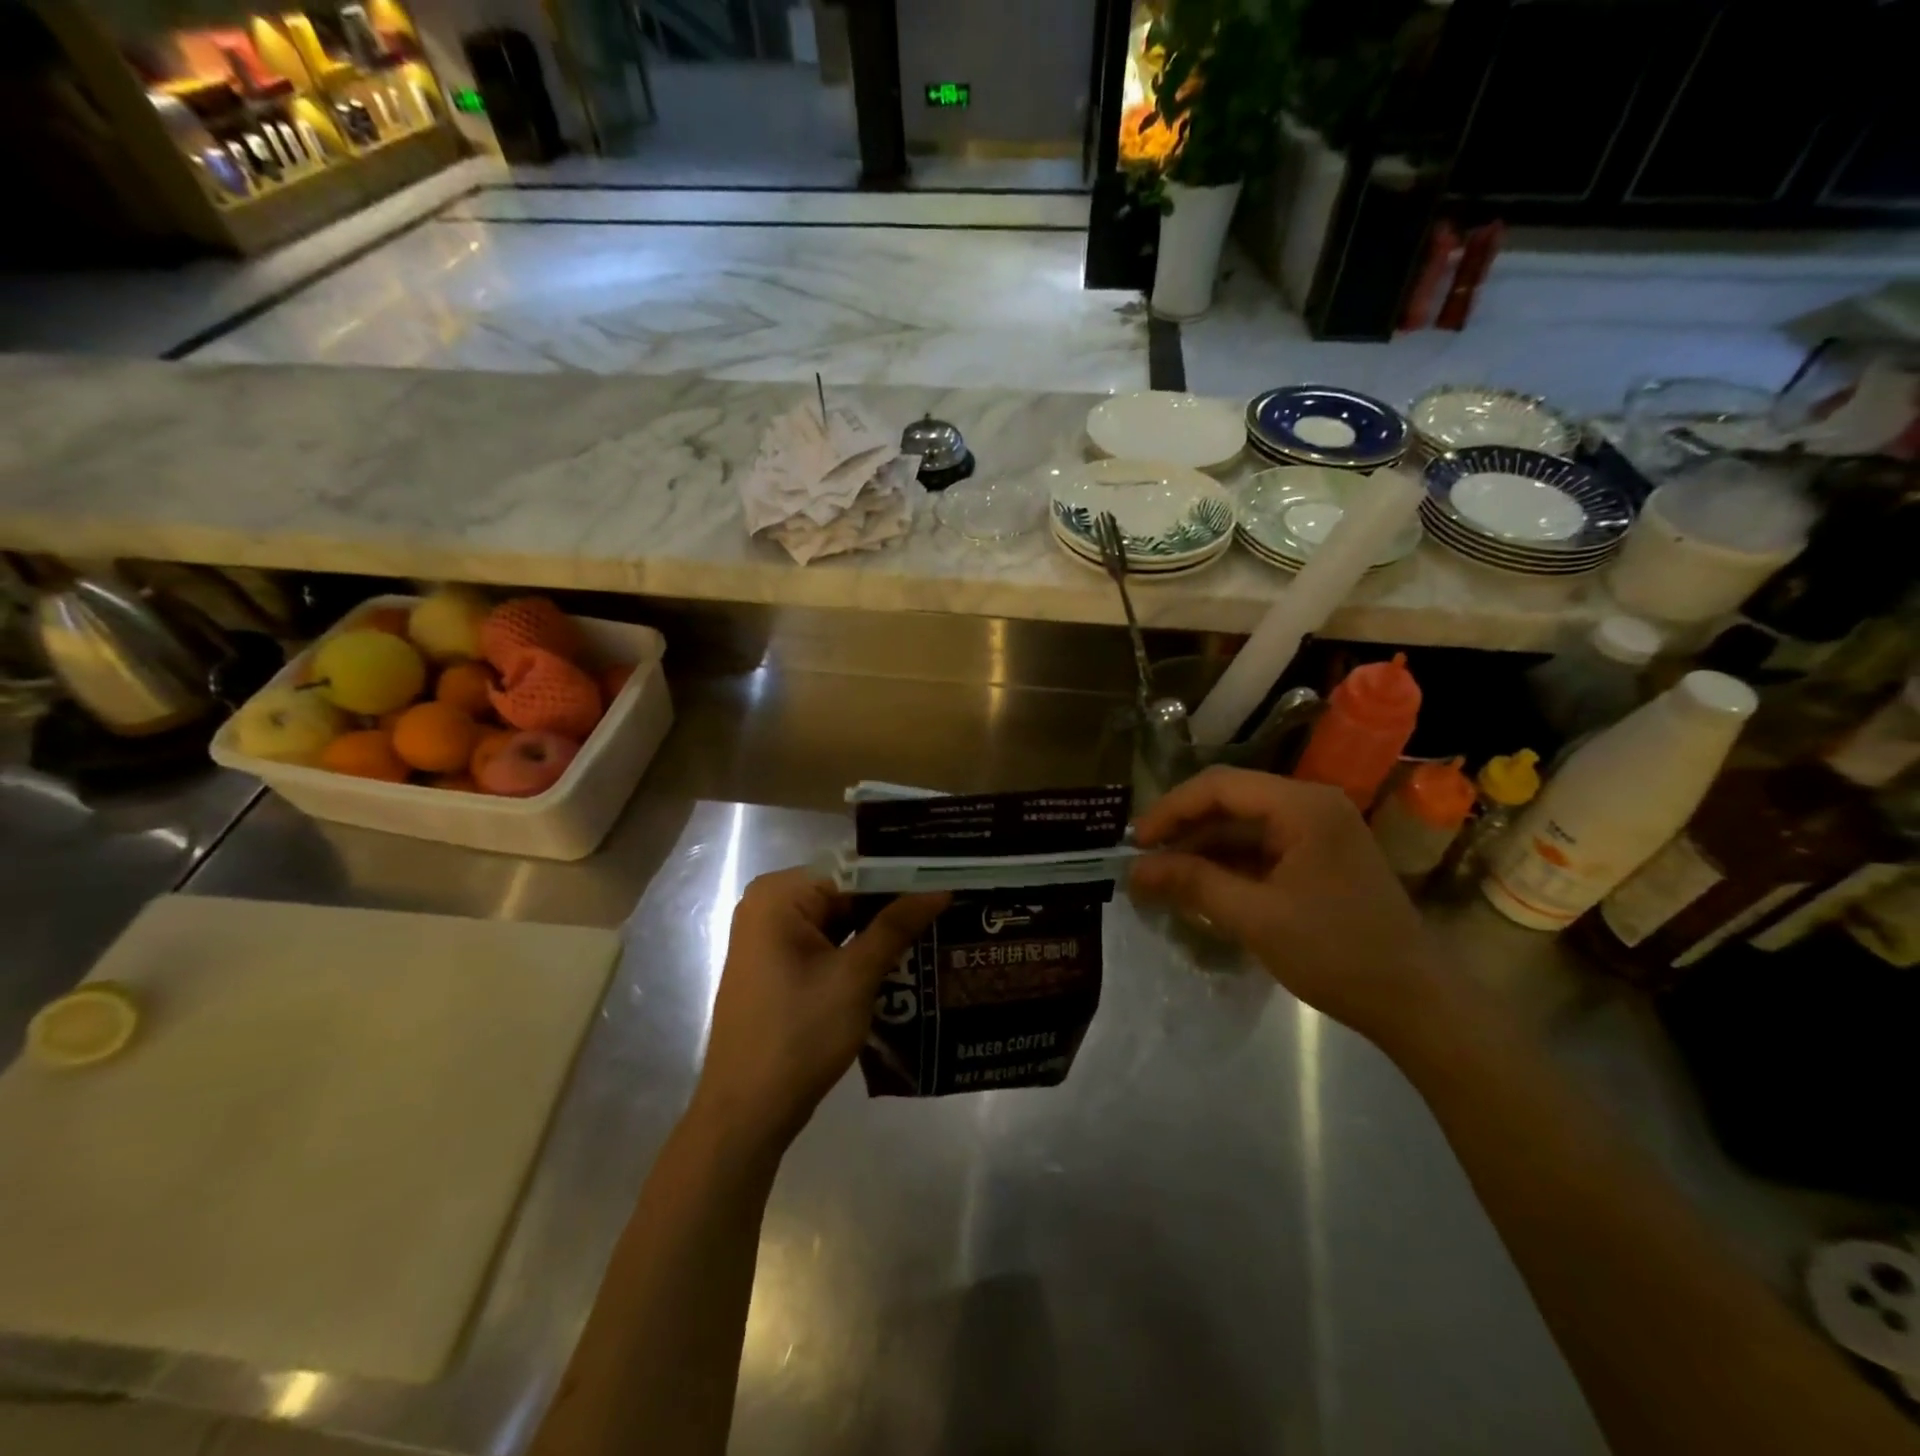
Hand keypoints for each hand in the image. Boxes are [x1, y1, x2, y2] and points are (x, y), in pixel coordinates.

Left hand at [692, 868, 946, 1154]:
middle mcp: (769, 906)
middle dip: (893, 903)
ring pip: (839, 919)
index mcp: (779, 895)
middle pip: (845, 892)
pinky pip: (827, 943)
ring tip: (938, 925)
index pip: (852, 870)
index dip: (901, 876)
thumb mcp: (855, 977)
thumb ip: (896, 926)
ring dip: (880, 929)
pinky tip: (904, 955)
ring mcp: (771, 938)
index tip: (948, 880)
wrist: (747, 1113)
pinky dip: (859, 950)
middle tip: (951, 904)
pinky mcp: (778, 966)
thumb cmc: (798, 1036)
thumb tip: (940, 889)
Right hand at [1130, 766, 1447, 1047]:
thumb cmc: (1336, 953)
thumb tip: (1134, 870)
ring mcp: (1319, 831)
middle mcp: (1311, 806)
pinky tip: (1200, 887)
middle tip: (1142, 860)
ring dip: (1202, 849)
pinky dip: (1228, 865)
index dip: (1170, 809)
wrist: (1416, 1003)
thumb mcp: (1255, 917)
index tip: (1135, 842)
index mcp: (1303, 806)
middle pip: (1230, 801)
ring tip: (1162, 877)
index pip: (1219, 786)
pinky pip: (1262, 849)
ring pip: (1243, 826)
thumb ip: (1192, 884)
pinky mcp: (1320, 858)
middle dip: (1183, 829)